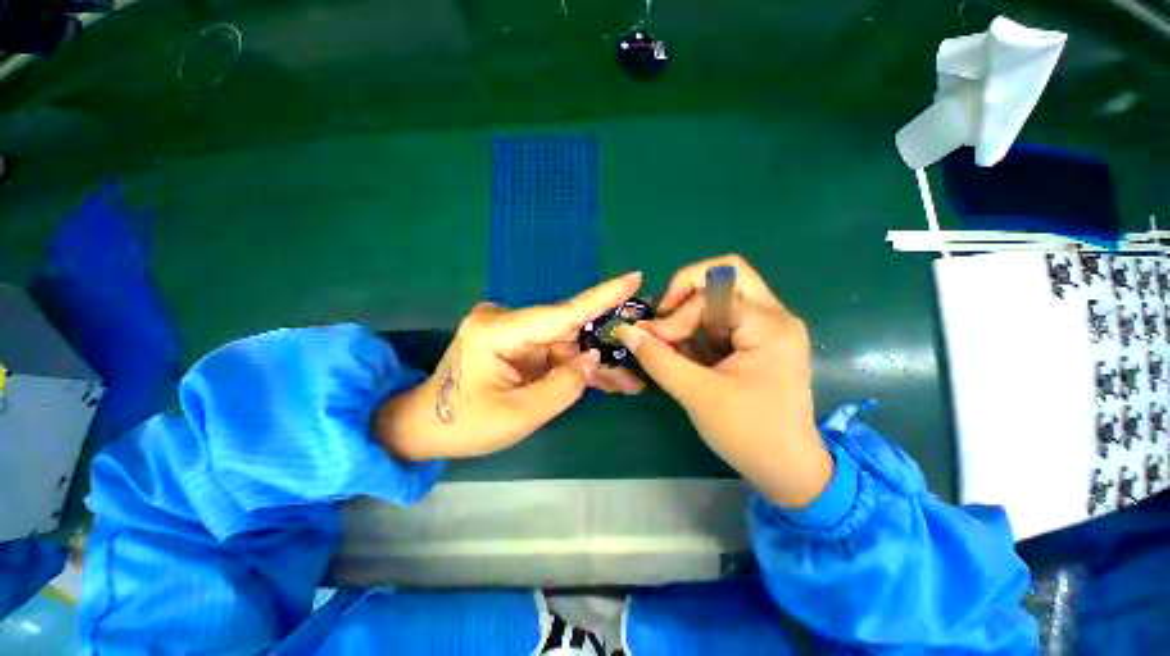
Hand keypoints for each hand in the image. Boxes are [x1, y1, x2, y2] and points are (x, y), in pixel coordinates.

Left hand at [377, 273, 645, 460]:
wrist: (426, 427)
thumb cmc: (465, 426)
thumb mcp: (519, 415)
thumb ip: (563, 386)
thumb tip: (593, 357)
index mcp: (498, 331)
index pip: (561, 312)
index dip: (601, 297)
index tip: (633, 278)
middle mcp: (506, 321)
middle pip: (568, 330)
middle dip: (604, 346)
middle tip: (643, 353)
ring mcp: (512, 331)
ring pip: (566, 344)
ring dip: (593, 363)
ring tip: (628, 381)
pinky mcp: (517, 344)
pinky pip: (555, 353)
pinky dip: (576, 367)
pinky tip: (604, 379)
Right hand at [616, 255, 832, 508]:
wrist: (789, 470)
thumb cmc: (748, 433)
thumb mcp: (697, 394)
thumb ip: (658, 358)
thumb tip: (625, 331)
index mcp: (768, 324)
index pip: (711, 292)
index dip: (675, 313)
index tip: (652, 339)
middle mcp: (774, 316)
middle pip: (725, 275)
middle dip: (686, 292)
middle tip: (665, 318)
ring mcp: (768, 328)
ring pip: (721, 295)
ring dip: (689, 313)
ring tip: (669, 339)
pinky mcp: (759, 342)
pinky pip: (722, 319)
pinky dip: (698, 329)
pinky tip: (683, 351)